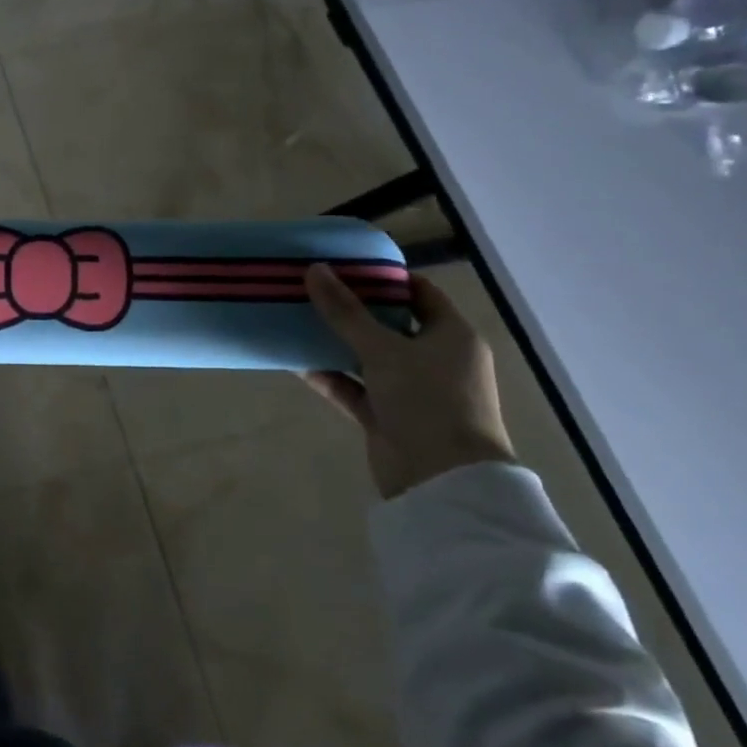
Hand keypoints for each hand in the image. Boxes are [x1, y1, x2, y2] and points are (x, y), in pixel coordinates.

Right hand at [302, 263, 513, 499]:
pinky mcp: (387, 416)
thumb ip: (345, 311)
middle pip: (389, 324)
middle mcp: (435, 359)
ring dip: (335, 342)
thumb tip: (314, 269)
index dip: (385, 277)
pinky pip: (354, 387)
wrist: (442, 481)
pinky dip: (329, 376)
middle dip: (351, 308)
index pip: (420, 292)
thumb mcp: (383, 349)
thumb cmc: (427, 400)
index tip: (344, 265)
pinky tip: (295, 361)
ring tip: (296, 319)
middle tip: (312, 288)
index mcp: (451, 335)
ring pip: (367, 357)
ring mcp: (410, 390)